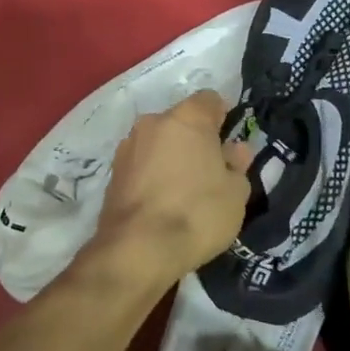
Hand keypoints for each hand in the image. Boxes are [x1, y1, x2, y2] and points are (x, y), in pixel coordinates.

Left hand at [93, 90, 251, 288]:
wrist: (138, 249)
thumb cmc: (197, 213)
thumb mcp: (235, 193)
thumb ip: (237, 165)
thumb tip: (234, 150)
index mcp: (187, 117)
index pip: (211, 100)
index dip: (224, 119)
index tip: (230, 146)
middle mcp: (153, 122)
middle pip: (182, 122)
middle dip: (196, 140)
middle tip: (211, 173)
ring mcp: (128, 146)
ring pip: (159, 143)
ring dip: (172, 158)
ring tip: (184, 193)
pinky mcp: (112, 173)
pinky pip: (142, 164)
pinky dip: (153, 176)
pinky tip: (162, 204)